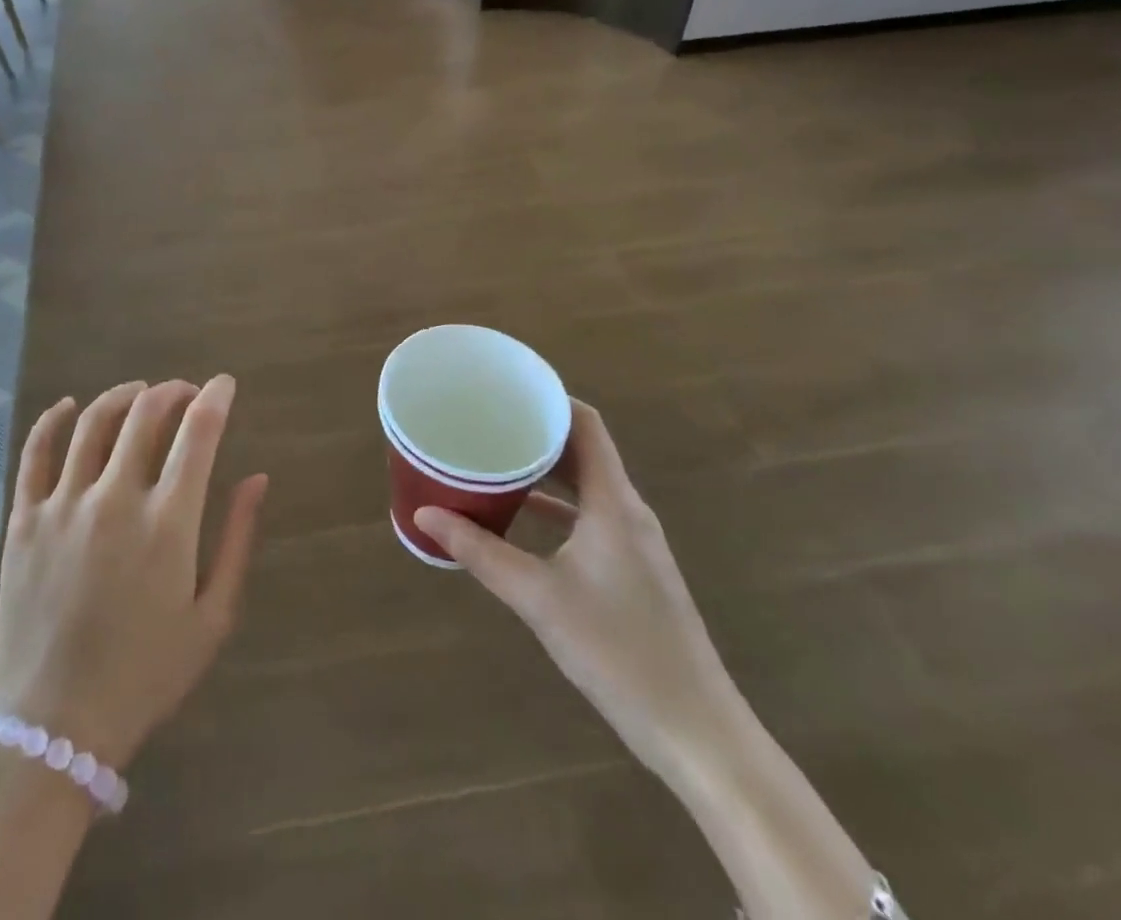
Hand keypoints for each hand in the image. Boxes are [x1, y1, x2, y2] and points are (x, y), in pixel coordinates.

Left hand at [0, 377, 268, 769]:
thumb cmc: (145, 675)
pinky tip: (69, 406)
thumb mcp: (212, 618)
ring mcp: (63, 504)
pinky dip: (53, 419)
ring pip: (93, 422)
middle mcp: (114, 498)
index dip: (215, 398)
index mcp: (167, 522)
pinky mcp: (23, 518)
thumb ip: (237, 540)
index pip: (198, 433)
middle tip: (185, 392)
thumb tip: (256, 478)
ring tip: (139, 394)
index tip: (224, 384)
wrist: (53, 726)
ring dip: (122, 396)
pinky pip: (36, 451)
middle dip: (172, 391)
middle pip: (146, 414)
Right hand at [414, 398, 737, 786]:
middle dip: (536, 431)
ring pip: (586, 484)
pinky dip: (555, 505)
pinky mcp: (632, 570)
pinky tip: (519, 516)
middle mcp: (627, 511)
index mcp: (614, 502)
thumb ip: (480, 552)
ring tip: (495, 458)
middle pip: (583, 449)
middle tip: (486, 421)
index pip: (586, 424)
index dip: (550, 398)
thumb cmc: (618, 651)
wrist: (696, 731)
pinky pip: (589, 515)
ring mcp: (633, 542)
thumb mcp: (538, 597)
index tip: (505, 389)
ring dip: (544, 469)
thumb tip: (424, 515)